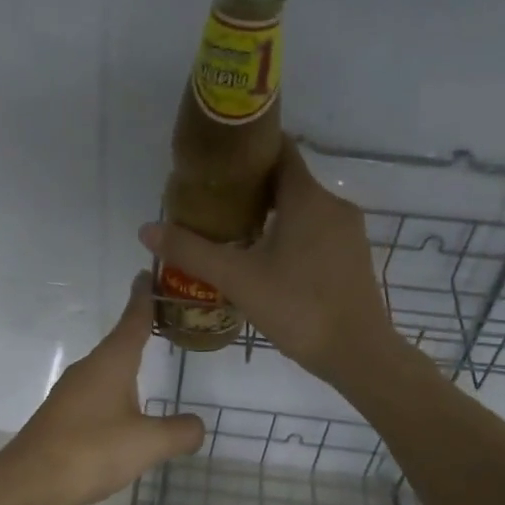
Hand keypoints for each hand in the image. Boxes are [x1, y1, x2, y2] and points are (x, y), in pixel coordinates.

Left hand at [0, 275, 204, 504]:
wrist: (27, 483)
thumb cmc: (91, 452)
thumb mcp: (148, 444)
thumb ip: (180, 432)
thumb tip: (198, 426)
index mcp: (111, 363)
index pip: (133, 320)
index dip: (143, 298)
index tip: (148, 274)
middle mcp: (89, 370)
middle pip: (119, 343)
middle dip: (140, 332)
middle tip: (166, 324)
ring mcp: (71, 393)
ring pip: (107, 371)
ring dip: (127, 367)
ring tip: (150, 369)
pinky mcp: (62, 417)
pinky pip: (96, 396)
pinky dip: (115, 395)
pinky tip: (125, 416)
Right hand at [140, 137, 402, 388]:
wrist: (358, 354)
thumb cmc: (298, 308)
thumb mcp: (238, 279)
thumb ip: (192, 252)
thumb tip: (146, 229)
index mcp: (308, 198)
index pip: (279, 151)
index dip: (247, 150)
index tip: (216, 163)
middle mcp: (333, 205)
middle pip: (287, 182)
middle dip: (251, 189)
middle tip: (214, 206)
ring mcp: (348, 233)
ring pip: (302, 210)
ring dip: (270, 216)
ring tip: (233, 235)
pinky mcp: (353, 258)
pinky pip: (316, 233)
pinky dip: (290, 236)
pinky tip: (267, 262)